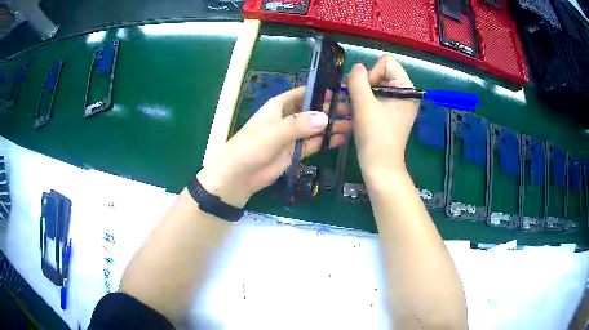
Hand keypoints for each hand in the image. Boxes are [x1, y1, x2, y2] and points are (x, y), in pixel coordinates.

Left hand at [197, 87, 351, 207]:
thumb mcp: (275, 131)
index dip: (322, 91)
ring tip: (352, 125)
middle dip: (331, 109)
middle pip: (313, 109)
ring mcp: (292, 135)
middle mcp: (288, 117)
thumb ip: (300, 124)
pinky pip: (314, 143)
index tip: (342, 91)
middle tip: (353, 110)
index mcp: (280, 105)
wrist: (239, 175)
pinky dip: (326, 141)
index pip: (304, 93)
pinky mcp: (295, 151)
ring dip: (332, 126)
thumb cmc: (252, 146)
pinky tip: (341, 139)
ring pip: (316, 127)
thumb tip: (326, 117)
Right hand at [347, 54, 417, 183]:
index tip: (366, 94)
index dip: (372, 74)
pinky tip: (355, 116)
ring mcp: (398, 105)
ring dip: (360, 96)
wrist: (380, 167)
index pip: (387, 63)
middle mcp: (406, 94)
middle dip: (364, 86)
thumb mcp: (363, 104)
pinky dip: (364, 105)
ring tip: (350, 110)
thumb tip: (357, 67)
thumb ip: (357, 80)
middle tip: (356, 103)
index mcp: (407, 89)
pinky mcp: (391, 114)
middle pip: (380, 74)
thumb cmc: (375, 135)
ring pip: (375, 87)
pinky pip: (375, 99)